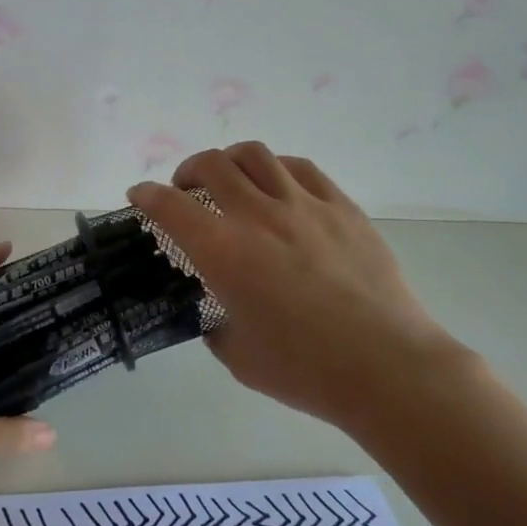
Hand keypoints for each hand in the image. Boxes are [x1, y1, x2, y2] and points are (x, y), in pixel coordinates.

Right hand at [128, 144, 467, 430]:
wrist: (388, 367)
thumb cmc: (306, 370)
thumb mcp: (239, 356)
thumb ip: (217, 329)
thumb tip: (218, 318)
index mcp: (223, 253)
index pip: (170, 206)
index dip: (146, 195)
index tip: (138, 195)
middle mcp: (258, 216)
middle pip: (211, 165)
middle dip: (187, 170)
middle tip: (186, 189)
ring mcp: (304, 206)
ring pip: (256, 155)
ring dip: (231, 161)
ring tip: (230, 178)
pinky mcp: (342, 208)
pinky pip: (301, 168)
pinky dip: (276, 169)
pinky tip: (278, 186)